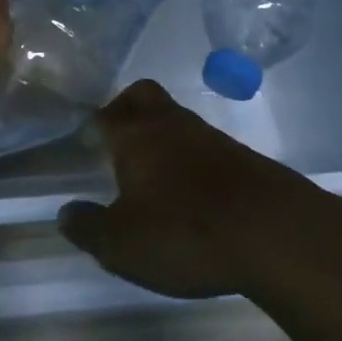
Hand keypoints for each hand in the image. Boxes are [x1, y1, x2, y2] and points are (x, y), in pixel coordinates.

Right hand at [59, 80, 341, 298]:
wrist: (275, 233)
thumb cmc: (185, 233)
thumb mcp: (122, 244)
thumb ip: (89, 227)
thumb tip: (65, 213)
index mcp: (136, 137)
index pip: (106, 115)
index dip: (93, 123)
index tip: (86, 139)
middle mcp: (171, 126)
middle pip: (144, 96)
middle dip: (127, 107)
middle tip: (117, 137)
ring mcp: (212, 138)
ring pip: (177, 120)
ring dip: (163, 137)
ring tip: (154, 174)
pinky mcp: (243, 158)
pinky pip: (206, 146)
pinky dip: (193, 160)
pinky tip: (193, 193)